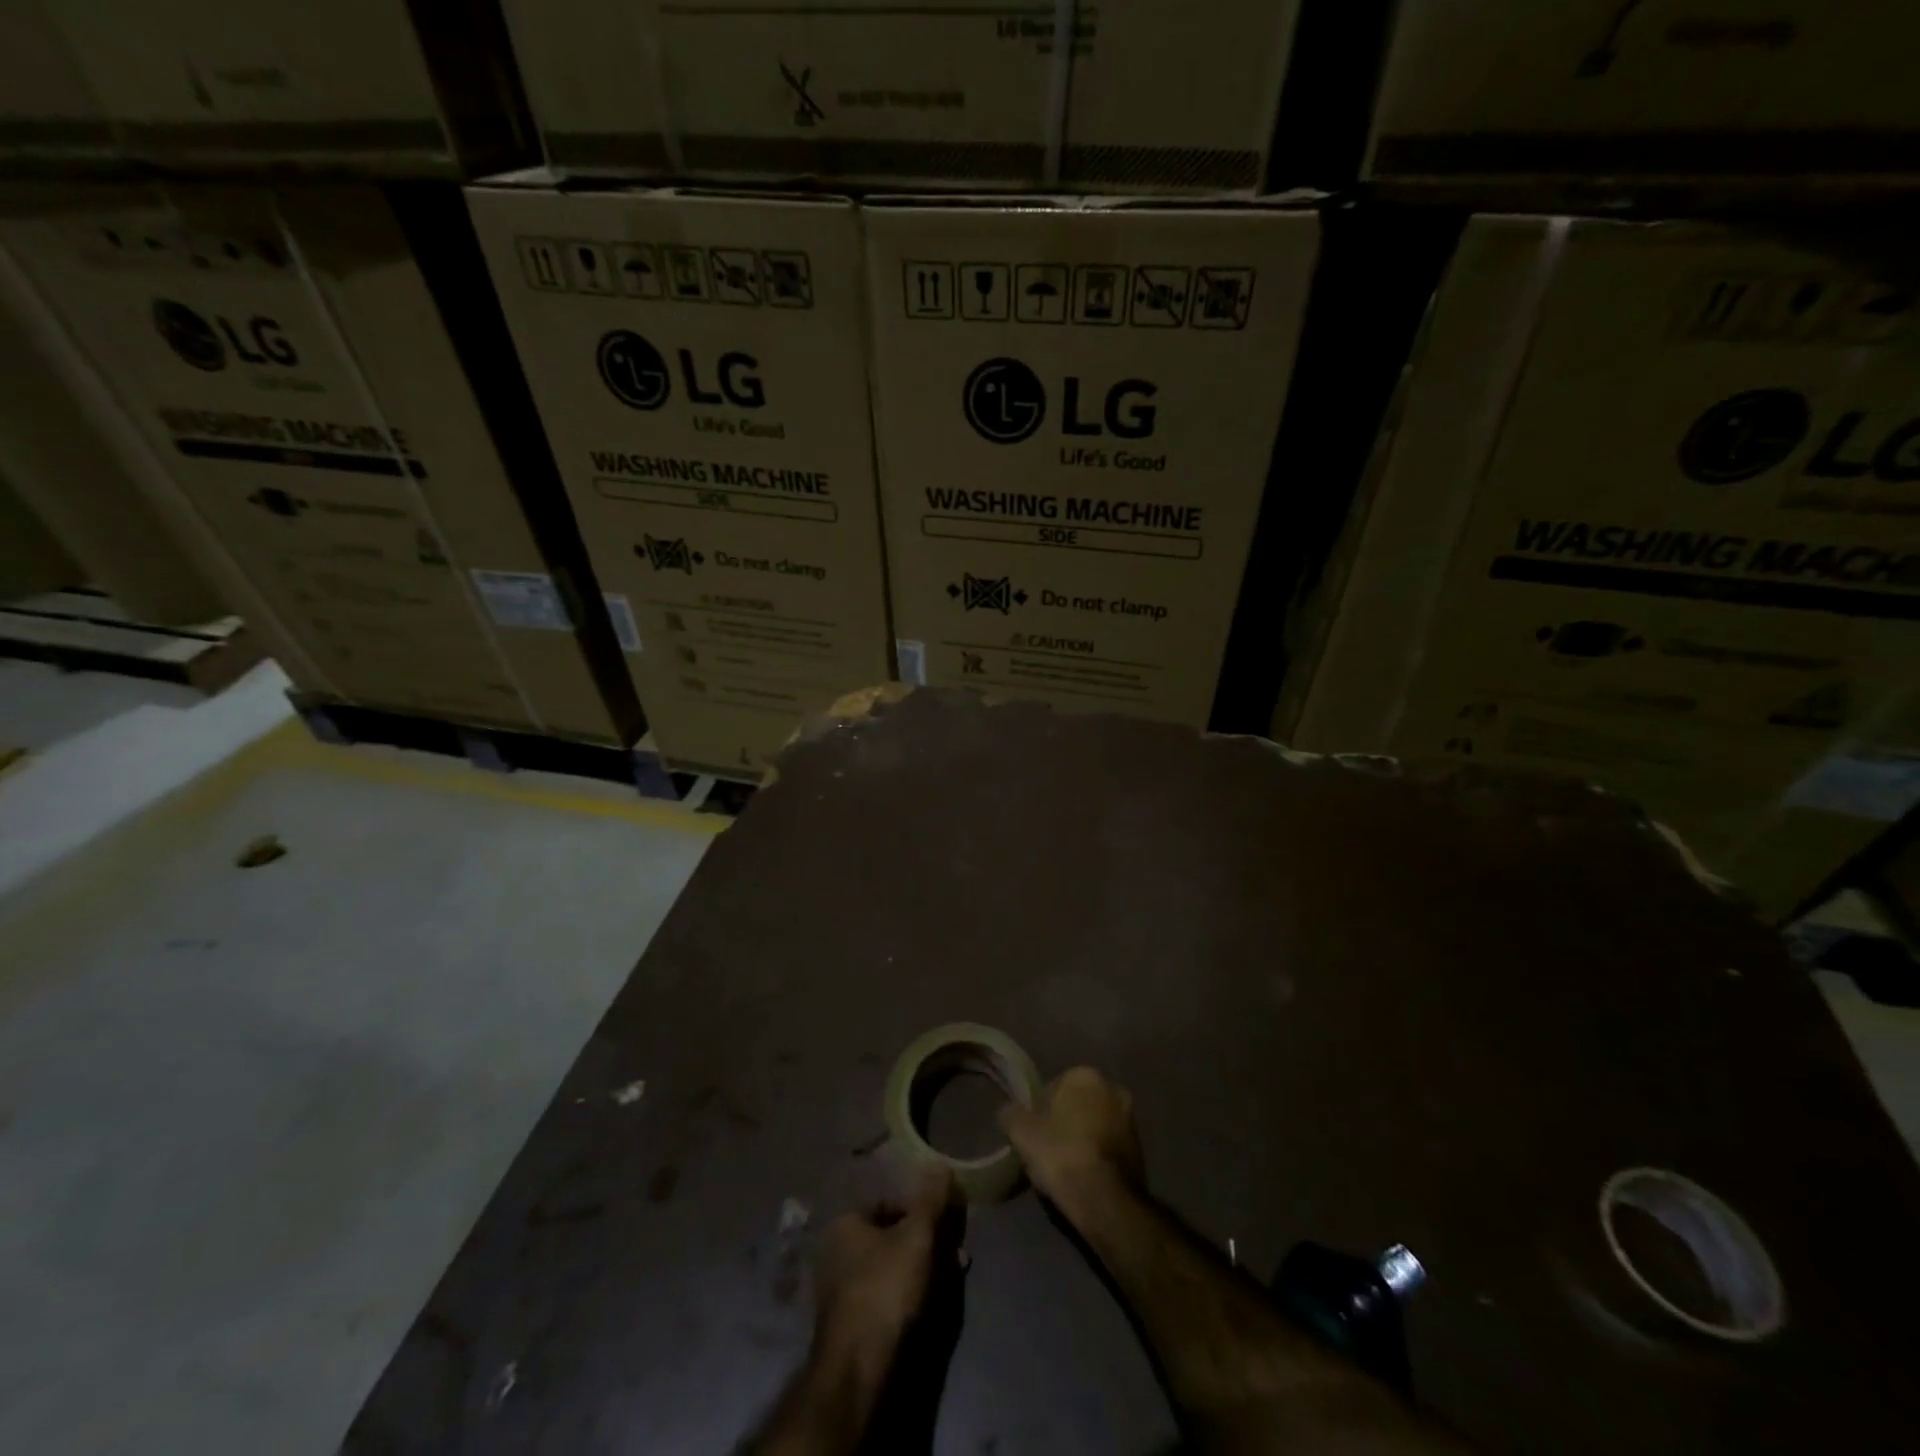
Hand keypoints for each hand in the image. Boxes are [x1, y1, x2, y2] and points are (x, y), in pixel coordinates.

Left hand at [813, 1166, 958, 1351]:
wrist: (856, 1367)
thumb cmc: (884, 1288)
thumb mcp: (915, 1237)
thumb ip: (930, 1200)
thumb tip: (941, 1164)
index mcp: (846, 1223)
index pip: (890, 1202)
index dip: (921, 1209)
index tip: (947, 1223)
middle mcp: (837, 1250)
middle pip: (892, 1235)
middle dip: (926, 1241)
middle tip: (955, 1252)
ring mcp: (841, 1288)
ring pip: (892, 1265)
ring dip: (923, 1267)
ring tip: (952, 1276)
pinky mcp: (850, 1320)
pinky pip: (885, 1293)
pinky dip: (909, 1292)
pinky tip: (931, 1302)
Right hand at [999, 1066, 1145, 1213]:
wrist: (1104, 1199)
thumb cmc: (1061, 1153)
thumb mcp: (1021, 1132)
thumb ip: (1011, 1114)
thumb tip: (1008, 1110)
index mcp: (1085, 1075)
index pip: (1054, 1086)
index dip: (1040, 1110)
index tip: (1033, 1132)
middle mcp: (1113, 1088)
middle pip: (1077, 1104)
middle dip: (1065, 1121)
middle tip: (1048, 1148)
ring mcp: (1131, 1119)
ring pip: (1095, 1125)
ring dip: (1083, 1138)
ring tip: (1065, 1167)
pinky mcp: (1141, 1150)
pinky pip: (1109, 1147)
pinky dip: (1097, 1156)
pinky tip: (1084, 1177)